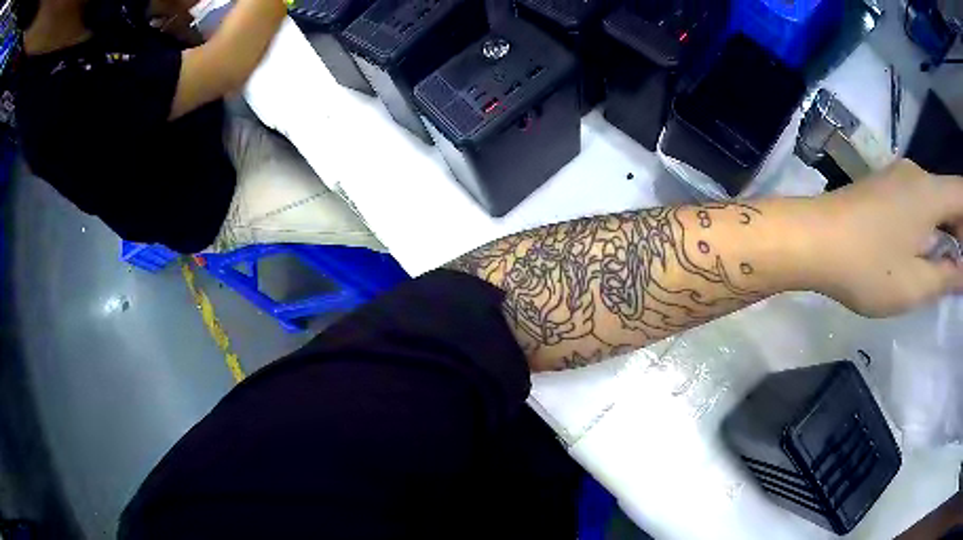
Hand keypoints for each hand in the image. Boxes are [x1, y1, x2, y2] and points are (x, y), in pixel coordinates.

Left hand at [803, 160, 962, 316]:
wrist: (812, 238)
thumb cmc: (867, 266)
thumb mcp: (916, 284)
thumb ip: (946, 276)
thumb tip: (962, 271)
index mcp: (931, 192)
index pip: (962, 194)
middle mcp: (918, 174)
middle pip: (951, 197)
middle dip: (961, 231)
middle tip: (962, 270)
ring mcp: (899, 177)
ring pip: (936, 200)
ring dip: (947, 230)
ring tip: (949, 267)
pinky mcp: (886, 187)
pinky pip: (920, 202)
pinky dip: (932, 224)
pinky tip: (928, 251)